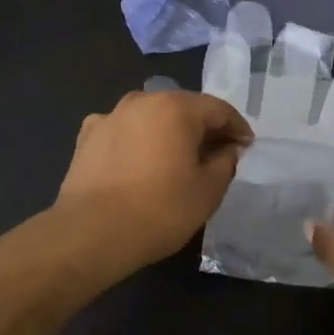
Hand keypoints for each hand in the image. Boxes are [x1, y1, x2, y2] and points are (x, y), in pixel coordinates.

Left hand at [55, 90, 253, 270]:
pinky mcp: (86, 137)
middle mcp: (141, 101)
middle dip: (203, 129)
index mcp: (176, 108)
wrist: (91, 233)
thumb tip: (228, 149)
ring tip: (176, 160)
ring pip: (151, 118)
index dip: (237, 128)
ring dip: (168, 133)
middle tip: (217, 154)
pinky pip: (123, 132)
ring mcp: (110, 116)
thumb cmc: (159, 210)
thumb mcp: (208, 191)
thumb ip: (226, 162)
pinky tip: (139, 163)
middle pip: (183, 108)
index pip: (218, 109)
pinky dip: (137, 141)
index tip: (246, 147)